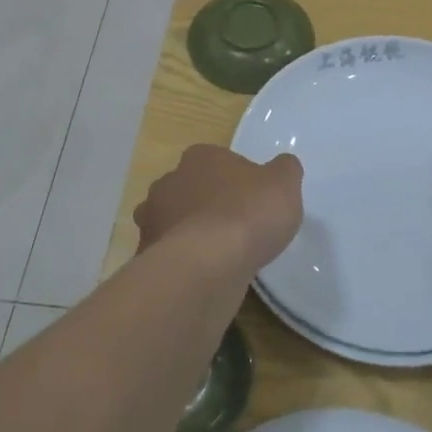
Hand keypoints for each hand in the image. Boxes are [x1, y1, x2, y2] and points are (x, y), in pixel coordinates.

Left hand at [134, 145, 303, 273]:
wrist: (209, 264)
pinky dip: (182, 261)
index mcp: (201, 157)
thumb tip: (282, 166)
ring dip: (190, 232)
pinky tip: (203, 274)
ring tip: (219, 255)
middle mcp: (169, 181)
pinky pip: (168, 255)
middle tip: (235, 226)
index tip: (252, 199)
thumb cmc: (249, 213)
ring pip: (174, 221)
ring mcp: (153, 219)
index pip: (217, 160)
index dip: (235, 179)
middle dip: (208, 204)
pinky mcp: (147, 255)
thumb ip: (284, 170)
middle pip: (191, 189)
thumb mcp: (284, 183)